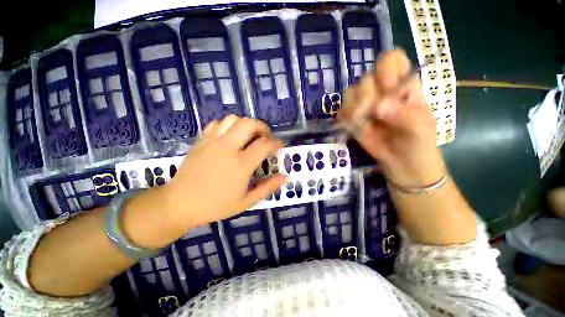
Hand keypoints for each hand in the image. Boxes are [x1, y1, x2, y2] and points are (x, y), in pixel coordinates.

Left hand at [162, 115, 285, 227]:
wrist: (179, 203)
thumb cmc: (216, 205)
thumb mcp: (246, 201)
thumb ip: (267, 188)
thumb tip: (284, 178)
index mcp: (241, 164)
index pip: (265, 145)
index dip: (276, 142)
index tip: (279, 145)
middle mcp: (228, 148)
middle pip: (249, 123)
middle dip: (262, 127)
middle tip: (265, 137)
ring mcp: (212, 142)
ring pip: (233, 119)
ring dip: (245, 124)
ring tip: (248, 136)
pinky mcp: (201, 140)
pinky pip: (217, 123)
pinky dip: (228, 126)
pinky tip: (229, 137)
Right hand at [338, 50, 445, 185]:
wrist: (402, 162)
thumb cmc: (418, 142)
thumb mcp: (419, 127)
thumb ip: (403, 114)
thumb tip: (378, 107)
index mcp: (403, 85)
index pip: (392, 60)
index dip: (386, 71)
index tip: (388, 89)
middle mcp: (381, 91)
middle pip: (366, 77)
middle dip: (367, 95)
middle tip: (372, 113)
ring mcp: (365, 105)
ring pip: (351, 93)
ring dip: (353, 107)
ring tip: (361, 122)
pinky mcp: (352, 119)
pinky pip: (342, 111)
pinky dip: (345, 118)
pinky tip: (354, 127)